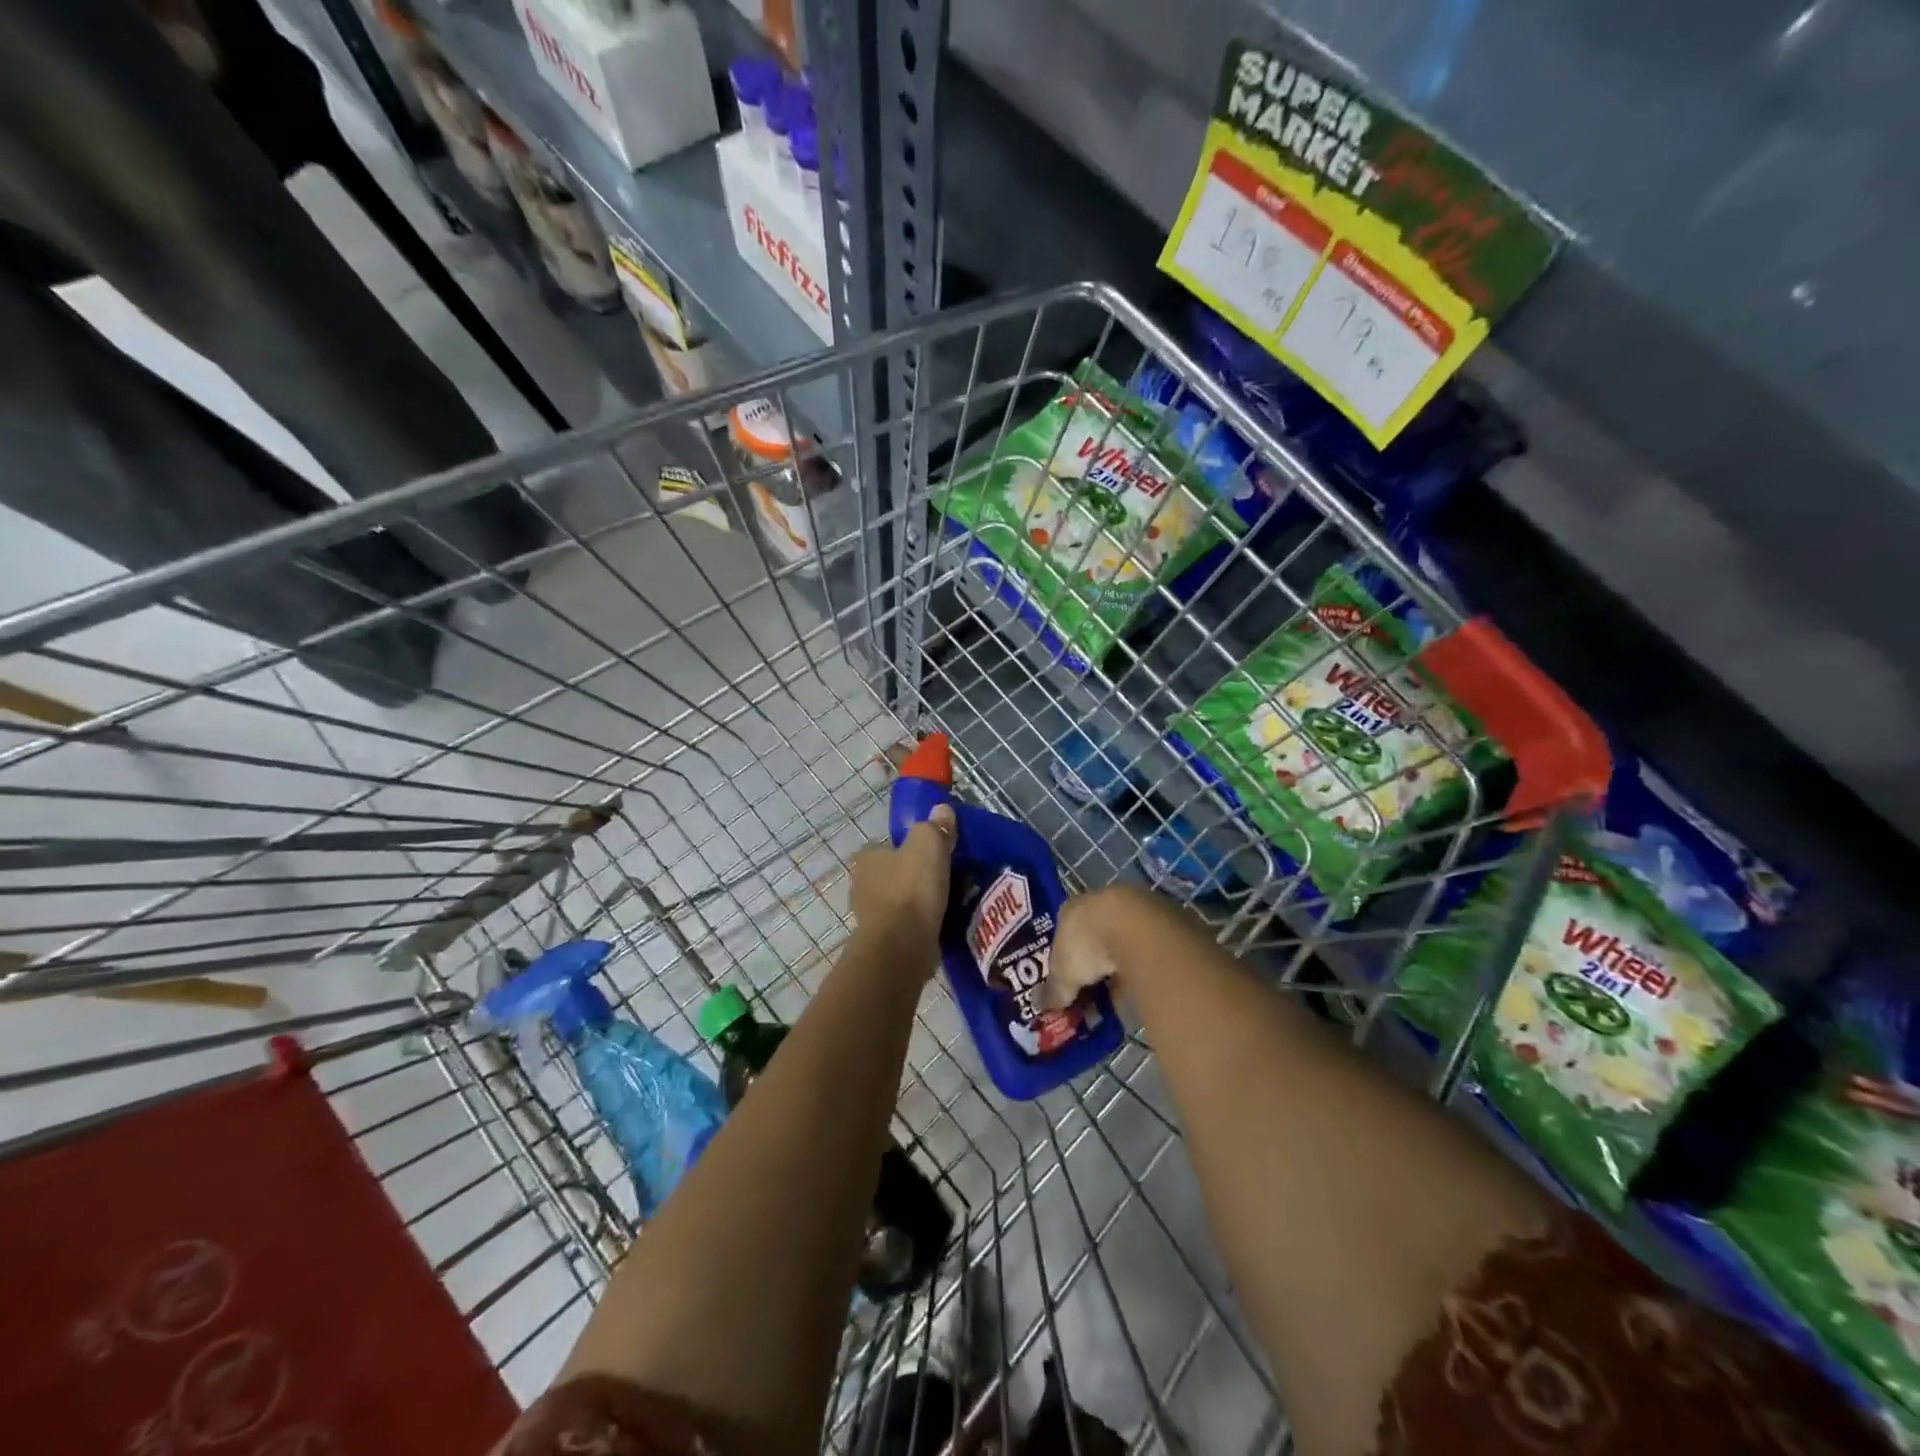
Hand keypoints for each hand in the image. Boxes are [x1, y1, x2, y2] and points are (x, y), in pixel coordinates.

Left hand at [848, 805, 955, 959]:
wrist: (902, 946)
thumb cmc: (911, 889)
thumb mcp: (929, 845)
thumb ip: (935, 826)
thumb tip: (942, 809)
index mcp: (866, 858)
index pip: (883, 846)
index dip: (905, 847)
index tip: (928, 853)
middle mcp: (861, 884)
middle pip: (890, 874)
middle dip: (910, 875)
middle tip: (940, 877)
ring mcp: (869, 916)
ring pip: (896, 901)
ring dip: (914, 901)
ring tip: (945, 901)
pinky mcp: (882, 941)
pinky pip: (903, 925)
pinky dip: (917, 923)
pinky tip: (938, 923)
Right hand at [1040, 885, 1157, 1010]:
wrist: (1136, 928)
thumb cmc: (1088, 945)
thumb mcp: (1063, 975)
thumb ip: (1054, 991)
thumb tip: (1044, 1007)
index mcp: (1071, 909)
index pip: (1063, 934)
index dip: (1064, 960)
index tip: (1067, 983)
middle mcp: (1099, 904)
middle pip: (1093, 939)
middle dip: (1092, 966)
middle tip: (1092, 994)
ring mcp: (1130, 910)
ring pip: (1120, 944)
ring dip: (1118, 968)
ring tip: (1117, 998)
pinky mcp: (1158, 921)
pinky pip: (1143, 951)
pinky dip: (1140, 969)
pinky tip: (1139, 990)